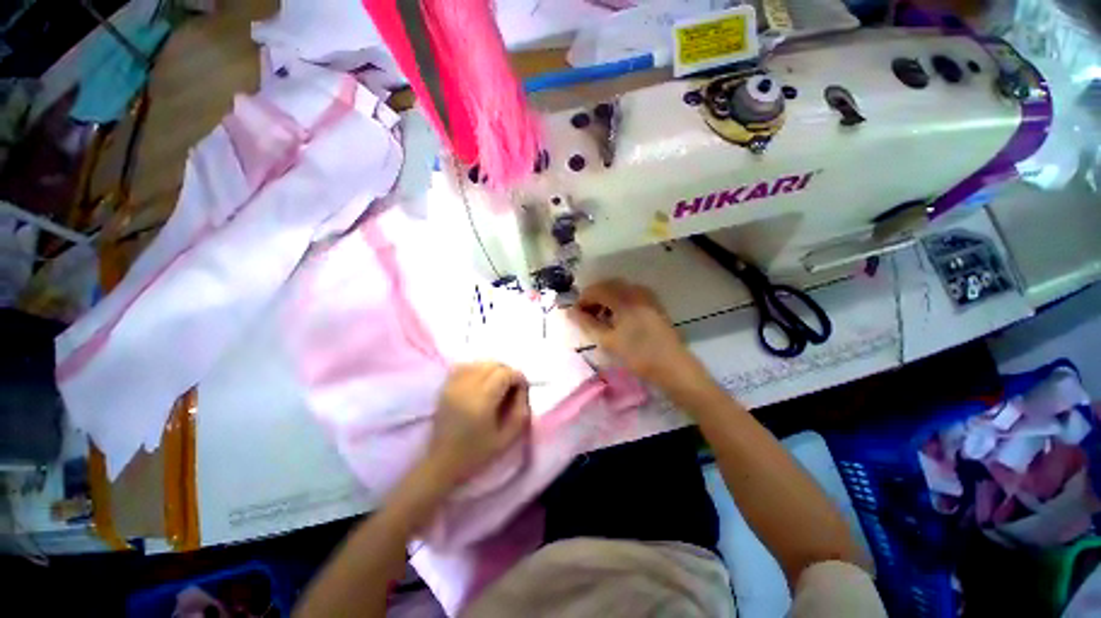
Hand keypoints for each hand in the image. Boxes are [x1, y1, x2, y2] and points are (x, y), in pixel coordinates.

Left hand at [425, 363, 531, 487]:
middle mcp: (465, 388)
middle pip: (492, 364)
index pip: (504, 373)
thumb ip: (520, 410)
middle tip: (511, 387)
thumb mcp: (507, 438)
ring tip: (497, 384)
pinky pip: (464, 366)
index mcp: (481, 401)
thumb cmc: (477, 454)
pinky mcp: (445, 387)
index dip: (517, 377)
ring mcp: (453, 385)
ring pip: (479, 362)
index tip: (522, 389)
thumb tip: (522, 387)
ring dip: (492, 369)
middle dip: (506, 371)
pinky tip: (481, 381)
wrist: (442, 464)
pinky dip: (476, 368)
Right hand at [568, 280, 706, 390]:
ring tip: (599, 319)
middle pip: (607, 286)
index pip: (595, 289)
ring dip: (605, 300)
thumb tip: (569, 311)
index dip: (582, 300)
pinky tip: (616, 318)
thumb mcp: (607, 341)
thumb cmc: (638, 355)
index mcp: (624, 298)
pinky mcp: (653, 304)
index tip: (574, 315)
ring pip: (619, 290)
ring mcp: (647, 296)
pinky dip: (618, 302)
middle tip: (585, 316)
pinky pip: (630, 295)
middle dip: (593, 298)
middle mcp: (636, 290)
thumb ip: (586, 323)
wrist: (673, 367)